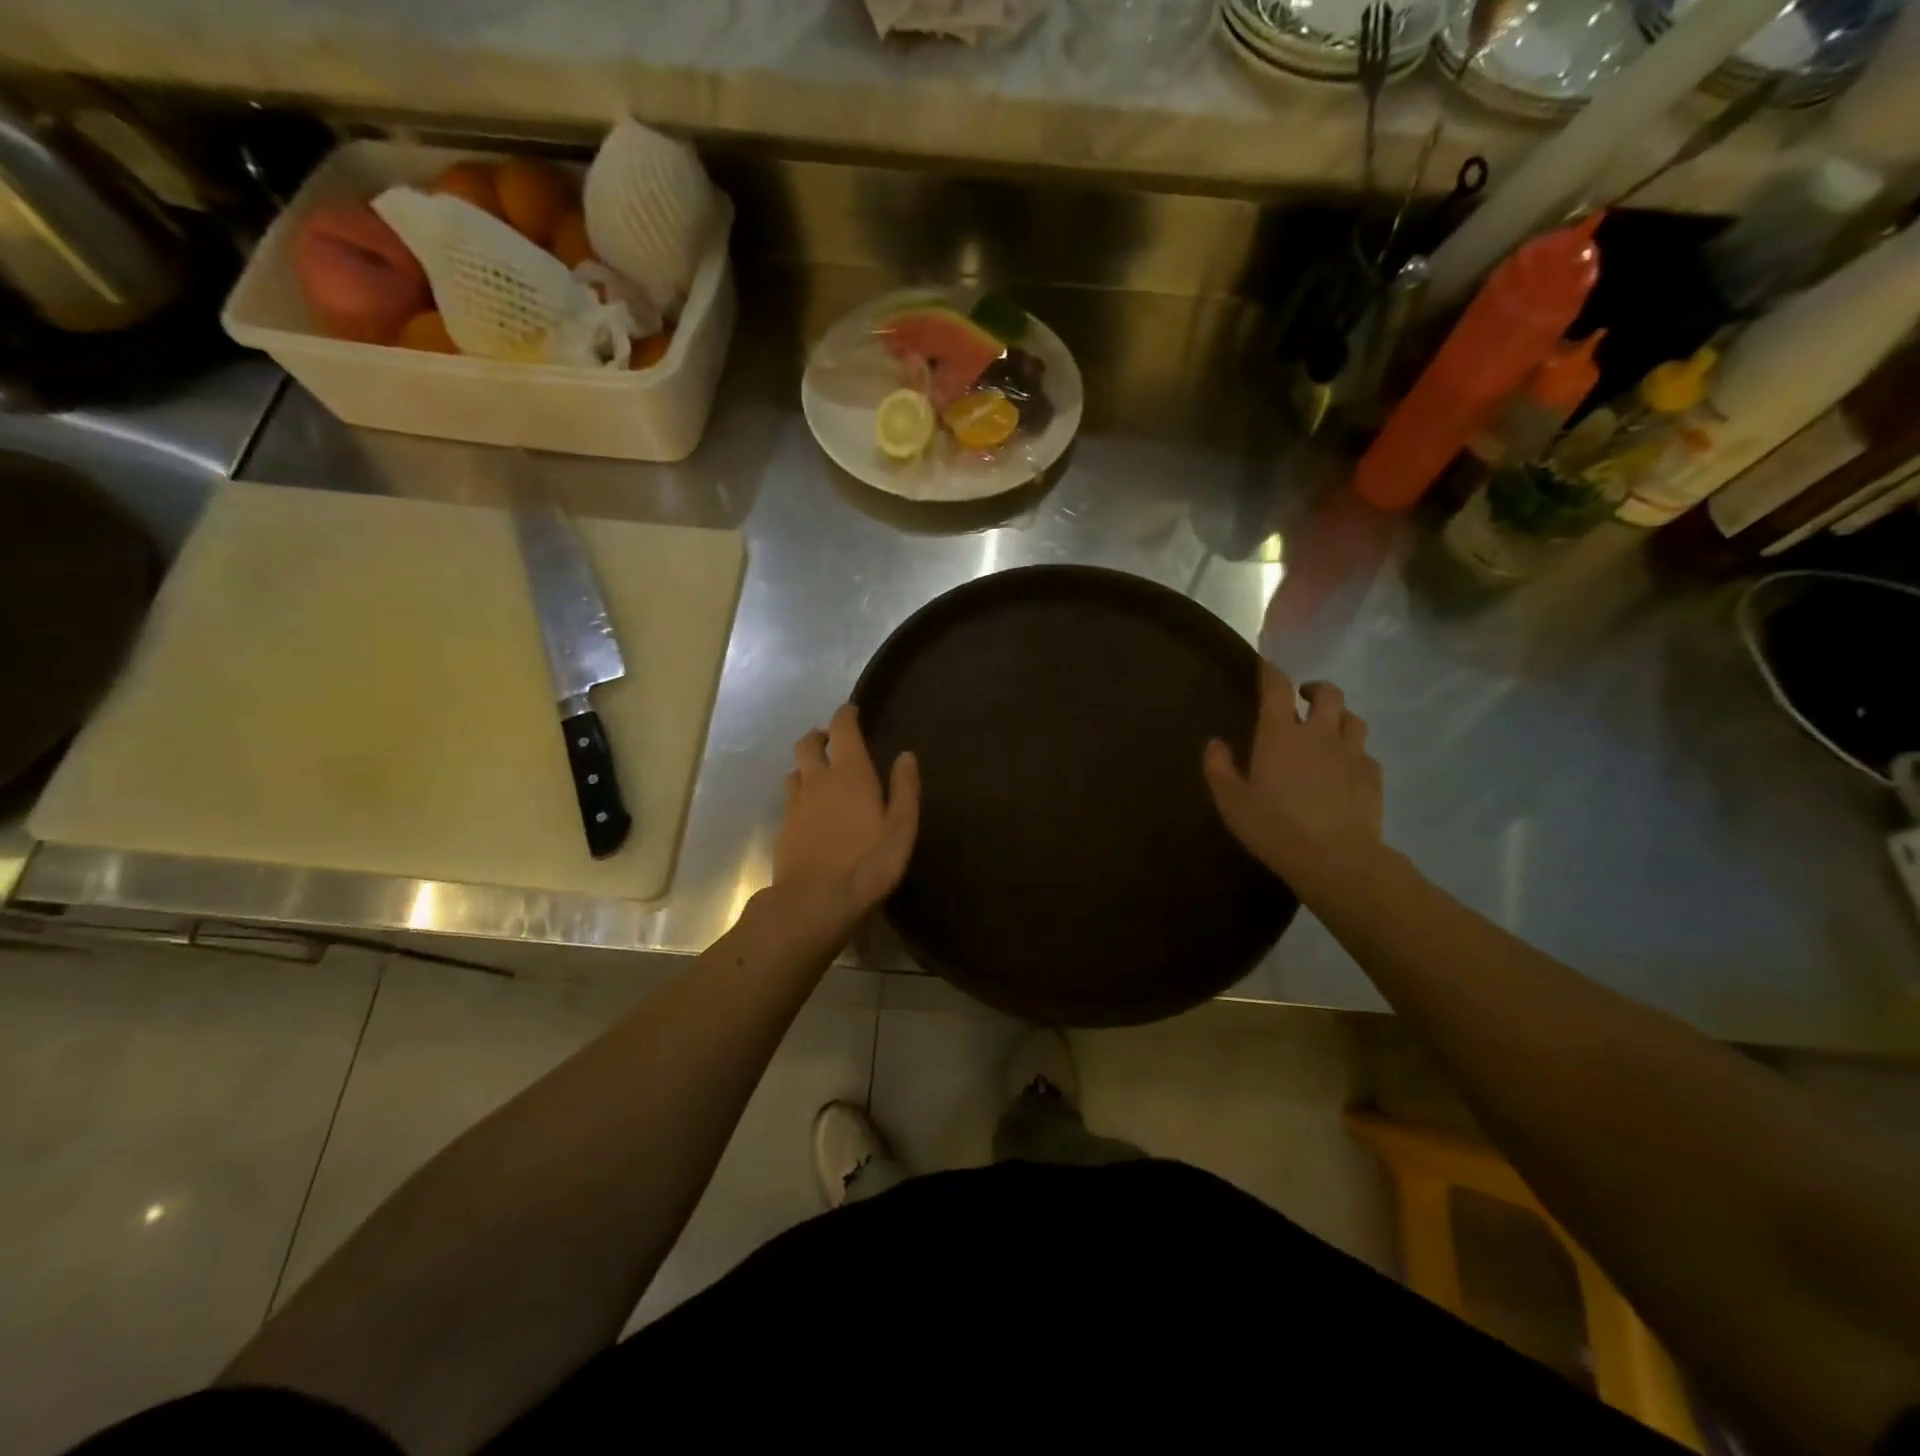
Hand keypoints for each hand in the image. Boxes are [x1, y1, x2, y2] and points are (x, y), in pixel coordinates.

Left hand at [773, 704, 919, 928]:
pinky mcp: (783, 828)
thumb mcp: (901, 828)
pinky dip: (801, 794)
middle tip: (832, 742)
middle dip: (820, 736)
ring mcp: (795, 804)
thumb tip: (906, 755)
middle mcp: (818, 780)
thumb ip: (904, 789)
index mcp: (849, 773)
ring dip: (807, 765)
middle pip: (808, 744)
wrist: (814, 901)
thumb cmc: (867, 863)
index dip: (845, 715)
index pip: (842, 729)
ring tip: (821, 775)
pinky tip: (811, 811)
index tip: (851, 710)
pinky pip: (790, 799)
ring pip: (795, 771)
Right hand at [1203, 664, 1384, 896]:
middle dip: (1315, 689)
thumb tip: (1215, 743)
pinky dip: (1355, 752)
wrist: (1335, 859)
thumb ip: (1219, 768)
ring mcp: (1351, 753)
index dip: (1272, 672)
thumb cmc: (1274, 827)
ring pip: (1353, 719)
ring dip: (1339, 717)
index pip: (1278, 687)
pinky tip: (1346, 768)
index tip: (1266, 666)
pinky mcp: (1373, 776)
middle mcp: (1319, 733)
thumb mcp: (1231, 802)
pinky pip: (1366, 753)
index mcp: (1280, 734)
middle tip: (1303, 699)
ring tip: (1328, 729)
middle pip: (1328, 693)